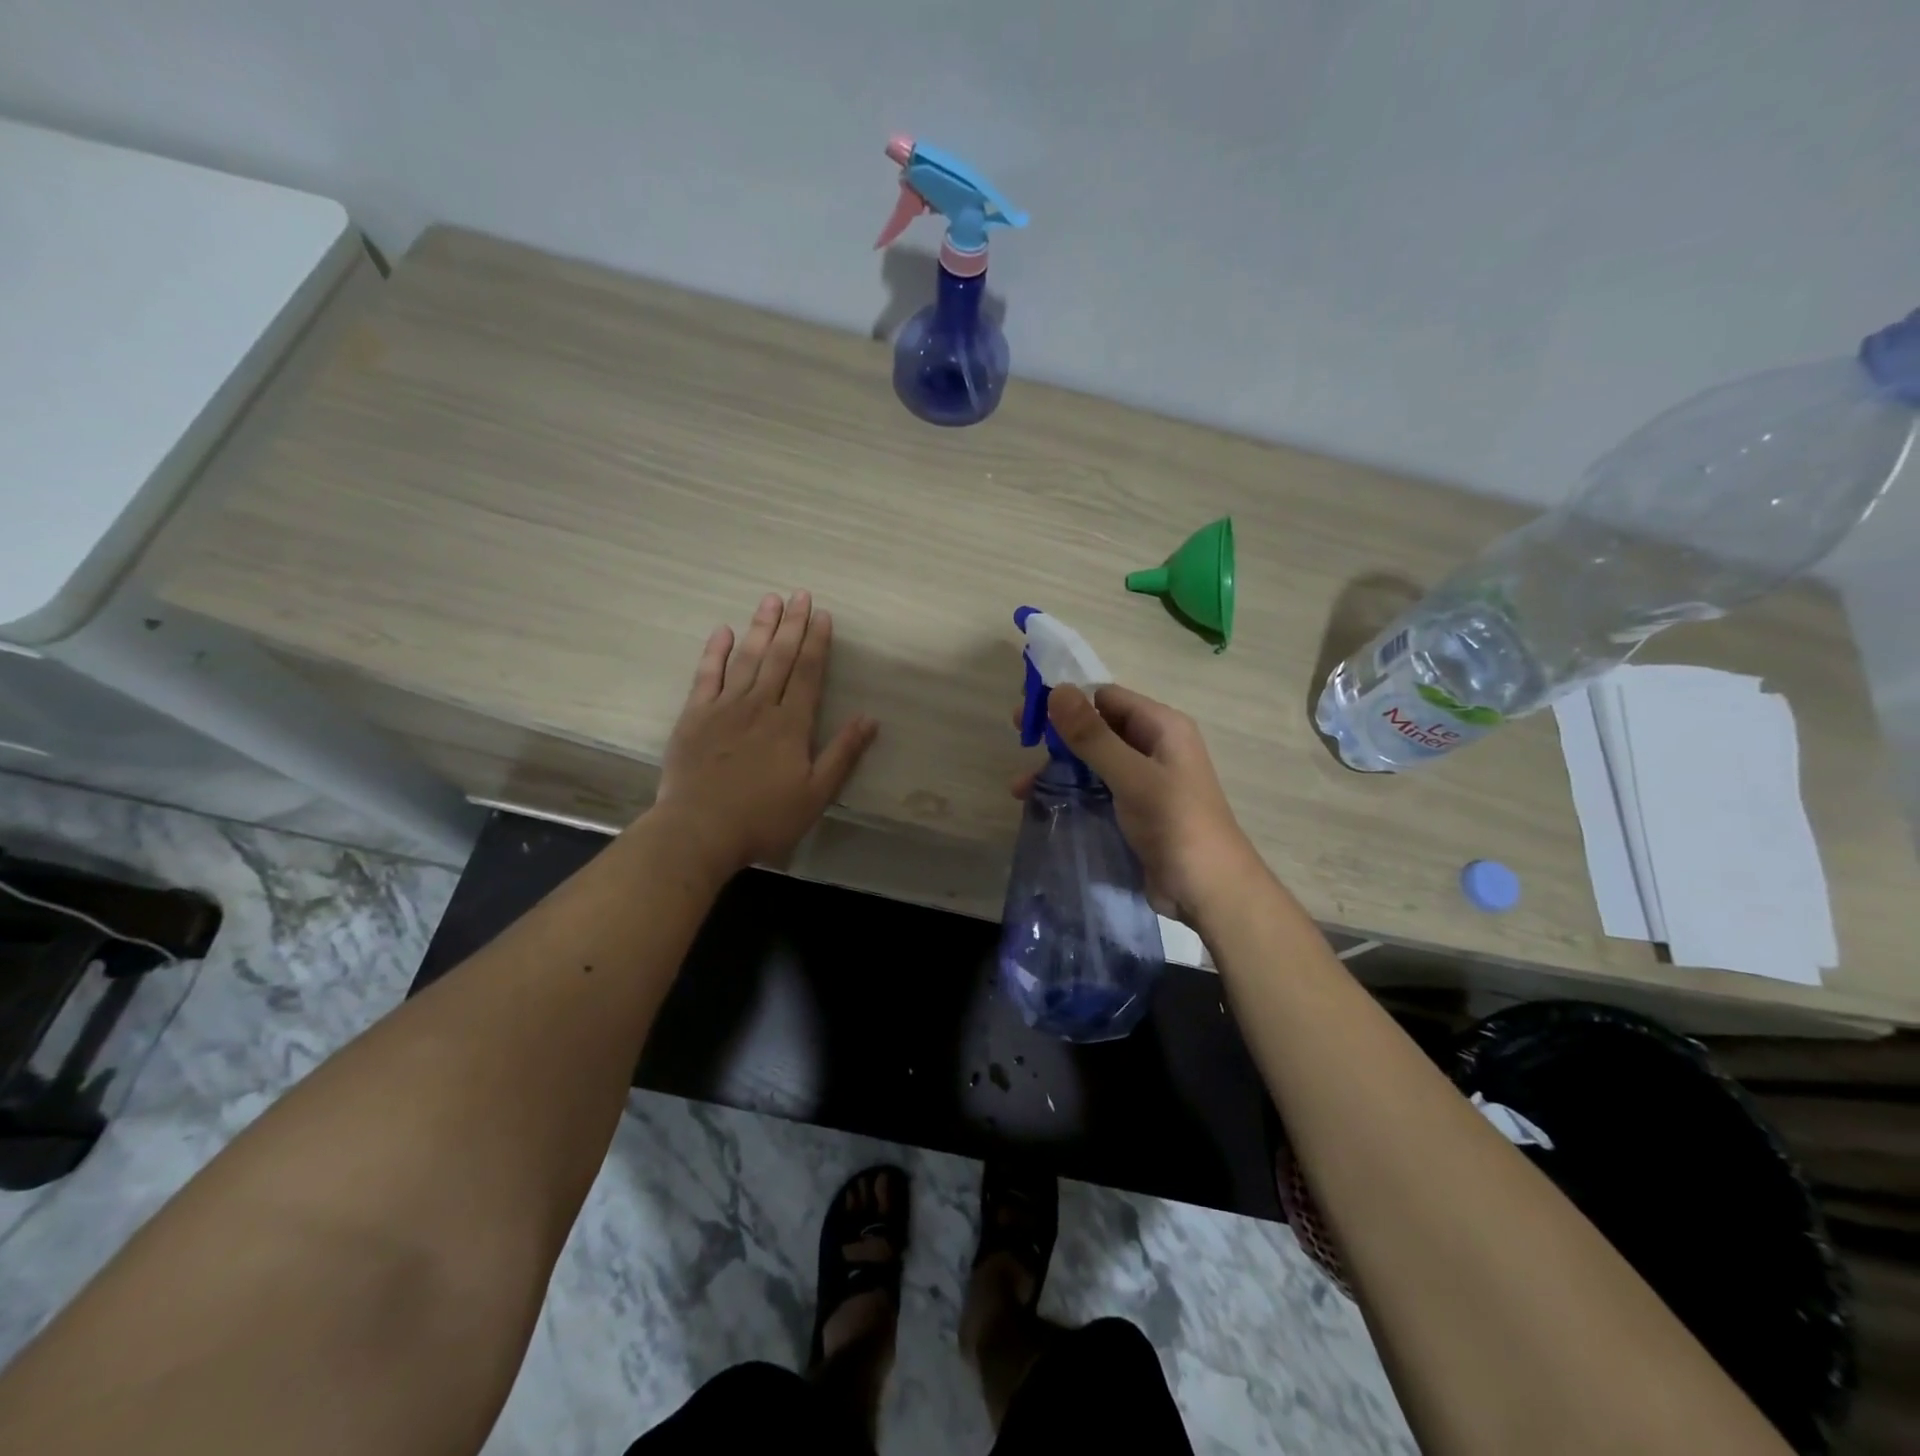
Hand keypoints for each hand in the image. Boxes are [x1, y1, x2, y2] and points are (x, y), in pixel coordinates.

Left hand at [653, 591, 878, 877]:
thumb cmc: (764, 818)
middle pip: (779, 657)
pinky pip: (706, 675)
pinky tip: (722, 631)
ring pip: (746, 659)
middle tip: (800, 594)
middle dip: (792, 625)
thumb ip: (842, 754)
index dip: (818, 643)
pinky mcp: (694, 716)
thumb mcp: (815, 794)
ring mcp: (724, 707)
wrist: (699, 830)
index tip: (823, 615)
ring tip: (770, 600)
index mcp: (791, 724)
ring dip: (759, 628)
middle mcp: (760, 706)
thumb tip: (870, 719)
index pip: (809, 673)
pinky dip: (715, 652)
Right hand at [1016, 684, 1260, 924]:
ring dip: (1058, 767)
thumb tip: (1057, 690)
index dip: (1067, 700)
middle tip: (1019, 737)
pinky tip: (1039, 802)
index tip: (1029, 711)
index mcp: (1161, 727)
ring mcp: (1143, 779)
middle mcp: (1152, 746)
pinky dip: (1069, 790)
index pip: (1106, 697)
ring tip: (1019, 786)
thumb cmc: (1175, 824)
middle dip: (1058, 733)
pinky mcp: (1133, 808)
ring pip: (1092, 760)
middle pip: (1097, 726)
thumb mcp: (1132, 777)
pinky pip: (1095, 788)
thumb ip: (1093, 736)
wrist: (1209, 890)